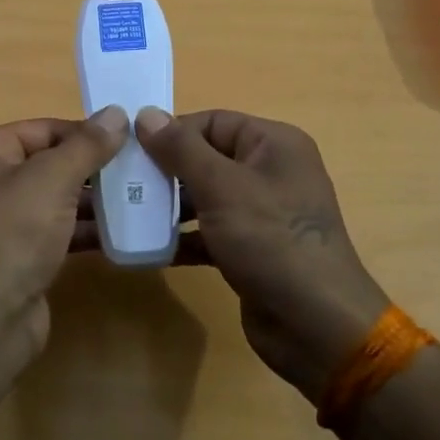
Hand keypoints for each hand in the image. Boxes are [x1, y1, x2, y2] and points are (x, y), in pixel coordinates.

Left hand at [0, 107, 129, 357]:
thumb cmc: (12, 234)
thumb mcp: (52, 179)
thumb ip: (87, 145)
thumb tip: (116, 113)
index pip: (44, 128)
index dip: (86, 132)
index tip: (131, 140)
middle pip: (52, 162)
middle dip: (95, 167)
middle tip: (142, 169)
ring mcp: (5, 221)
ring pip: (58, 198)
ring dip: (96, 199)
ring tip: (142, 197)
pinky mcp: (21, 254)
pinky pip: (59, 231)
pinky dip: (87, 229)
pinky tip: (125, 232)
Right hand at [136, 108, 387, 403]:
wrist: (316, 325)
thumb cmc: (271, 240)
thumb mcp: (221, 186)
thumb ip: (180, 149)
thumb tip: (146, 114)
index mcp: (274, 144)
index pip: (212, 122)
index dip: (171, 132)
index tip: (130, 150)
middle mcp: (270, 172)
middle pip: (206, 158)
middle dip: (165, 171)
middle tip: (122, 183)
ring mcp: (262, 213)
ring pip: (205, 196)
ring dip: (168, 205)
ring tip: (127, 214)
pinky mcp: (251, 249)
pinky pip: (209, 231)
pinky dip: (182, 237)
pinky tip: (148, 248)